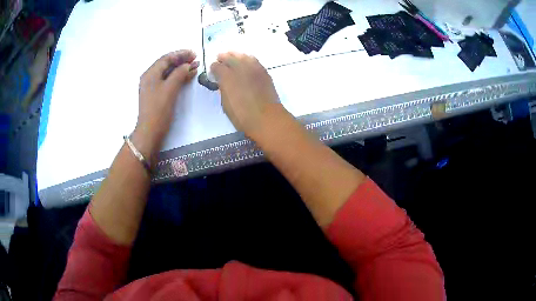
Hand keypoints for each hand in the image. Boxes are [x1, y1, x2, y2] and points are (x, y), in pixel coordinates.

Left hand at [134, 50, 198, 155]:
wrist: (150, 131)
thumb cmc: (159, 109)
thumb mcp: (170, 89)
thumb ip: (179, 73)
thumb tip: (188, 65)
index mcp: (150, 73)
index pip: (166, 58)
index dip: (181, 54)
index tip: (194, 54)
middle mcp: (150, 77)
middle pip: (167, 64)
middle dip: (181, 60)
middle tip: (196, 59)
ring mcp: (153, 86)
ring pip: (168, 72)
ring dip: (181, 68)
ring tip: (195, 67)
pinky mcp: (157, 94)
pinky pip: (168, 80)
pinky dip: (178, 77)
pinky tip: (188, 76)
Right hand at [210, 52, 281, 139]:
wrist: (266, 118)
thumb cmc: (242, 116)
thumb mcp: (226, 104)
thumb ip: (223, 89)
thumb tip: (223, 83)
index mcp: (226, 77)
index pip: (217, 66)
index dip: (213, 68)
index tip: (213, 70)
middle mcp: (239, 68)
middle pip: (229, 57)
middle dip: (223, 58)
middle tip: (220, 58)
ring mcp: (253, 68)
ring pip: (242, 55)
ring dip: (235, 55)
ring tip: (232, 56)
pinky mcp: (263, 71)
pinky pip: (254, 60)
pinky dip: (247, 58)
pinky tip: (246, 60)